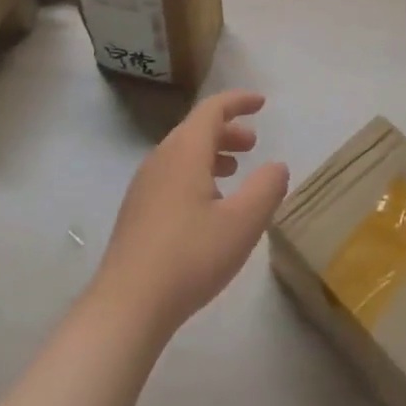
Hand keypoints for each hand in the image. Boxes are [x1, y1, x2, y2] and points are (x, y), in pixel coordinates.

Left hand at [92, 90, 290, 341]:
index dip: (238, 101)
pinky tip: (208, 205)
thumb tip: (277, 166)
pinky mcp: (137, 210)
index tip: (261, 103)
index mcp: (185, 151)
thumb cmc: (190, 256)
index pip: (212, 109)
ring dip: (212, 153)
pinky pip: (171, 174)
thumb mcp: (242, 223)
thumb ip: (266, 189)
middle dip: (227, 130)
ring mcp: (144, 185)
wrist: (127, 304)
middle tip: (253, 144)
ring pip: (182, 153)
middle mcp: (161, 159)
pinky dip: (196, 173)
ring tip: (235, 170)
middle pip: (196, 129)